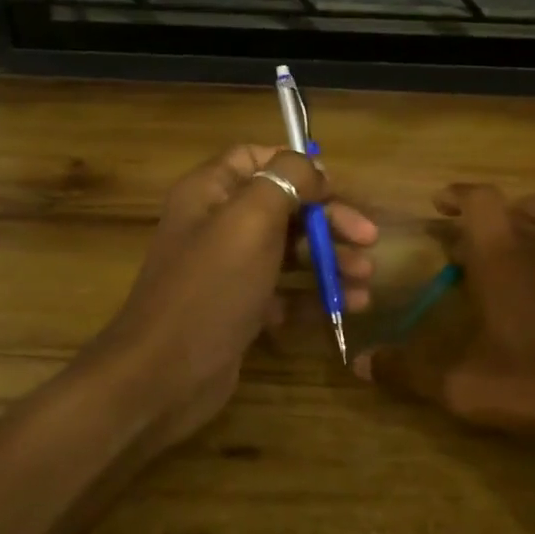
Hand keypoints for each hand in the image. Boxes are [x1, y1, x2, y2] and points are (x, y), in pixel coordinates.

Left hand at [85, 145, 376, 450]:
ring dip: (331, 260)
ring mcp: (230, 270)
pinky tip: (350, 306)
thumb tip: (312, 167)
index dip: (296, 167)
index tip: (333, 188)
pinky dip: (317, 295)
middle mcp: (219, 225)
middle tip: (369, 239)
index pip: (255, 158)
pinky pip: (287, 292)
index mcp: (211, 193)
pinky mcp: (242, 309)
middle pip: (284, 208)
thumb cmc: (211, 288)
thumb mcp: (249, 221)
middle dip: (329, 221)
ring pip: (290, 252)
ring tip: (366, 279)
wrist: (165, 375)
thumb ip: (284, 180)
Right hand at [353, 184, 534, 447]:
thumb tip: (361, 362)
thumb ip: (410, 371)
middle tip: (471, 242)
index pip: (478, 199)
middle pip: (515, 209)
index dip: (457, 194)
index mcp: (503, 257)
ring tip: (526, 233)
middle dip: (488, 218)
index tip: (440, 203)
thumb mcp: (464, 387)